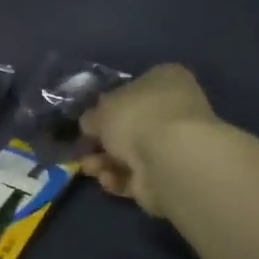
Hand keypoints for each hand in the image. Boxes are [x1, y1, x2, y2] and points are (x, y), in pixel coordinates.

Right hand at [79, 65, 218, 217]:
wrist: (169, 158)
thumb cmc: (137, 117)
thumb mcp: (101, 109)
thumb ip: (93, 116)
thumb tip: (90, 123)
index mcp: (166, 79)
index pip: (135, 87)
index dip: (109, 104)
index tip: (90, 119)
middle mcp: (175, 109)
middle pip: (132, 124)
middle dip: (104, 140)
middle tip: (83, 148)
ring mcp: (176, 144)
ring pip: (132, 153)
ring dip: (105, 162)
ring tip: (89, 167)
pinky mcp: (171, 175)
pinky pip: (138, 176)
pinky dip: (119, 179)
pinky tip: (108, 179)